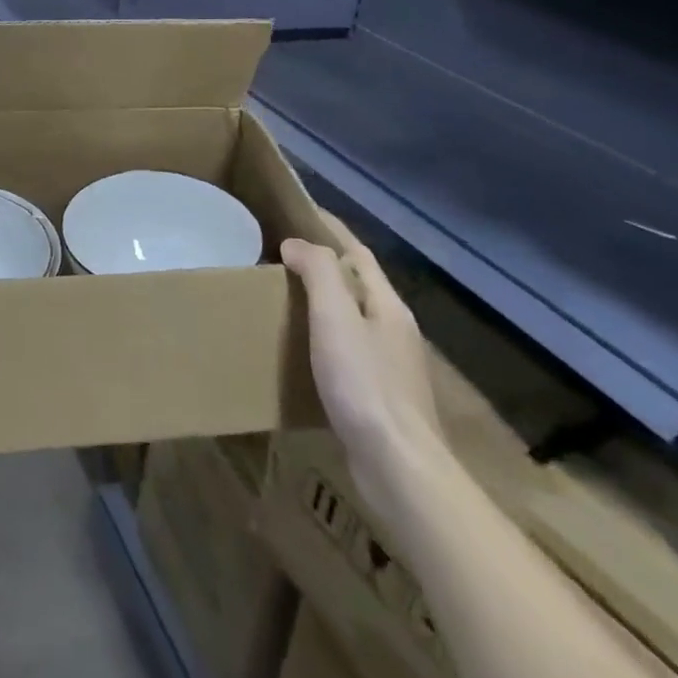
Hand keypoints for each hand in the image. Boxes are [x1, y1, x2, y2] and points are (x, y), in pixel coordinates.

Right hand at [281, 237, 445, 515]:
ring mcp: (390, 363)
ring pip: (352, 314)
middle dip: (323, 261)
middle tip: (279, 250)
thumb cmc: (364, 383)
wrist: (398, 467)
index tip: (296, 209)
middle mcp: (393, 327)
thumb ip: (318, 272)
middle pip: (357, 281)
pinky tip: (301, 345)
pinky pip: (347, 346)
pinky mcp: (379, 394)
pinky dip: (323, 332)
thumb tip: (296, 243)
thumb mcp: (335, 316)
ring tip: (282, 291)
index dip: (329, 227)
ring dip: (322, 298)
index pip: (357, 251)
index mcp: (387, 304)